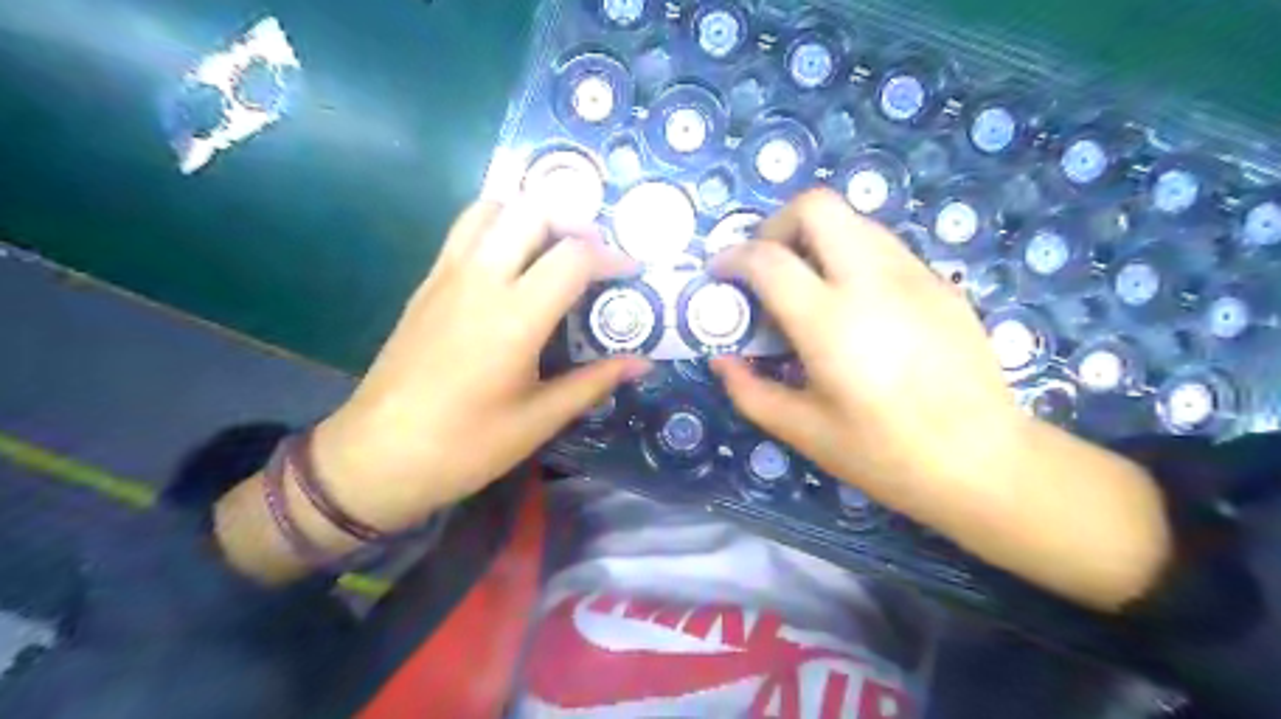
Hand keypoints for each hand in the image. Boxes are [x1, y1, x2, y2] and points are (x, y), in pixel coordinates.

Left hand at [313, 200, 652, 530]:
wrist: (376, 457)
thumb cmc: (465, 445)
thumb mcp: (539, 419)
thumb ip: (593, 382)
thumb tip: (643, 363)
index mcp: (514, 316)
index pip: (573, 257)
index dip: (611, 257)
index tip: (630, 273)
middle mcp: (480, 280)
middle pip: (532, 212)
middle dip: (574, 222)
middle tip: (594, 254)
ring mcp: (446, 276)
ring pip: (492, 208)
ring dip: (531, 215)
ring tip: (554, 248)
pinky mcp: (426, 284)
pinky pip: (465, 230)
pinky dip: (498, 227)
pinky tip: (513, 265)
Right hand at [705, 189, 1027, 507]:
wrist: (984, 461)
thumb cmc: (886, 454)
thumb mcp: (803, 431)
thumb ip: (749, 391)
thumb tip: (721, 359)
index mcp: (831, 322)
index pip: (767, 259)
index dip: (732, 258)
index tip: (720, 274)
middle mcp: (873, 281)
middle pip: (816, 206)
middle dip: (777, 225)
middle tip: (767, 266)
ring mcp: (914, 275)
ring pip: (854, 220)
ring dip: (817, 239)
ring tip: (809, 286)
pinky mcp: (941, 284)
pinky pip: (884, 247)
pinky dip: (852, 257)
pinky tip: (855, 306)